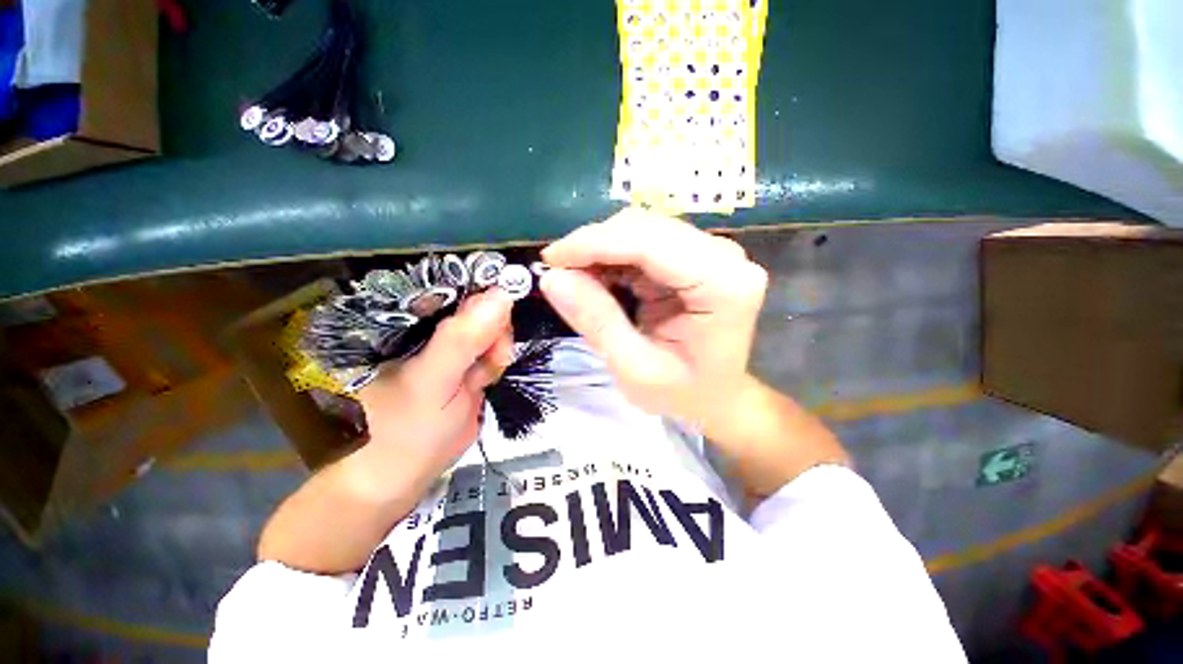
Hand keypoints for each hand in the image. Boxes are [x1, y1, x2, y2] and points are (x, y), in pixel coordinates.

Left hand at [355, 289, 513, 478]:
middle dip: (494, 329)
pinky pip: (491, 348)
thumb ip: (464, 339)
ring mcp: (448, 345)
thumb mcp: (434, 381)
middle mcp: (426, 324)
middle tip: (492, 358)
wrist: (403, 475)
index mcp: (403, 319)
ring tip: (482, 377)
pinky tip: (483, 380)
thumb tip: (503, 294)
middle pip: (477, 303)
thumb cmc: (403, 430)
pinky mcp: (464, 362)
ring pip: (490, 326)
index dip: (482, 286)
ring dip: (496, 349)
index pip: (448, 282)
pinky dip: (495, 362)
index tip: (504, 308)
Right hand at [540, 208, 767, 436]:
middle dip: (595, 246)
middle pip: (646, 228)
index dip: (595, 244)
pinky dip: (613, 257)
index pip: (651, 244)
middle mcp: (725, 258)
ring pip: (641, 230)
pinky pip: (644, 242)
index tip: (551, 259)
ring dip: (601, 250)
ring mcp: (712, 253)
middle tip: (559, 274)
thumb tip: (553, 278)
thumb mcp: (635, 370)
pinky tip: (598, 278)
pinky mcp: (694, 256)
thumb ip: (598, 322)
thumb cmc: (683, 393)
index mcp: (725, 286)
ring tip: (576, 280)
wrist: (715, 397)